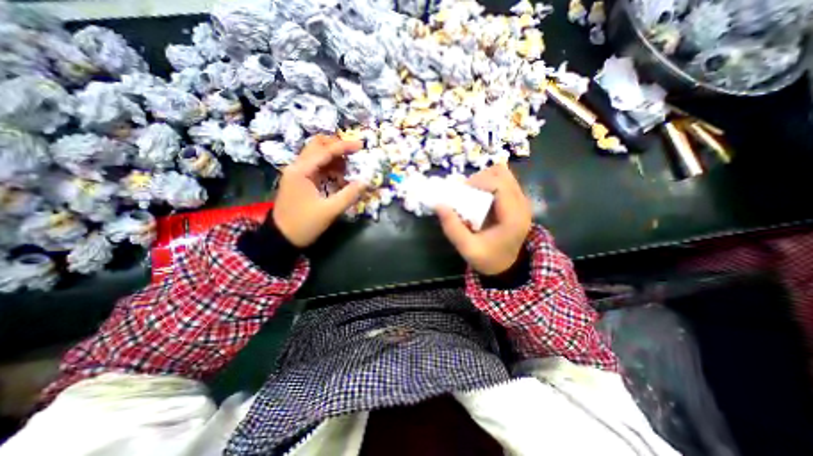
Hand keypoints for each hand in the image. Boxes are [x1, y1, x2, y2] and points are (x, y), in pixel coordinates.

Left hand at [273, 135, 364, 246]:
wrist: (282, 238)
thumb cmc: (304, 224)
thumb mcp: (329, 211)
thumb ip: (349, 195)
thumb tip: (365, 181)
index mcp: (301, 171)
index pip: (325, 151)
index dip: (344, 146)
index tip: (361, 145)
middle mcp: (297, 167)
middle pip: (317, 146)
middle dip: (337, 147)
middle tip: (354, 153)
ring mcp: (297, 173)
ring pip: (317, 156)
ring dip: (334, 158)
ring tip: (350, 167)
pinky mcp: (300, 181)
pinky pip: (317, 168)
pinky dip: (330, 168)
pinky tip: (340, 177)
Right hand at [439, 165, 533, 275]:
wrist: (507, 267)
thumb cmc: (488, 259)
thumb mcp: (467, 248)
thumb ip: (452, 227)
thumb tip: (438, 204)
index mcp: (513, 217)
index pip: (499, 184)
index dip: (478, 182)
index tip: (461, 191)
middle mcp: (522, 205)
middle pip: (503, 174)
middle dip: (480, 178)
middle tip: (465, 192)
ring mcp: (521, 202)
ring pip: (504, 175)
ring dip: (484, 179)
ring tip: (472, 193)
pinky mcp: (517, 201)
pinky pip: (504, 182)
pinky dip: (489, 183)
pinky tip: (480, 197)